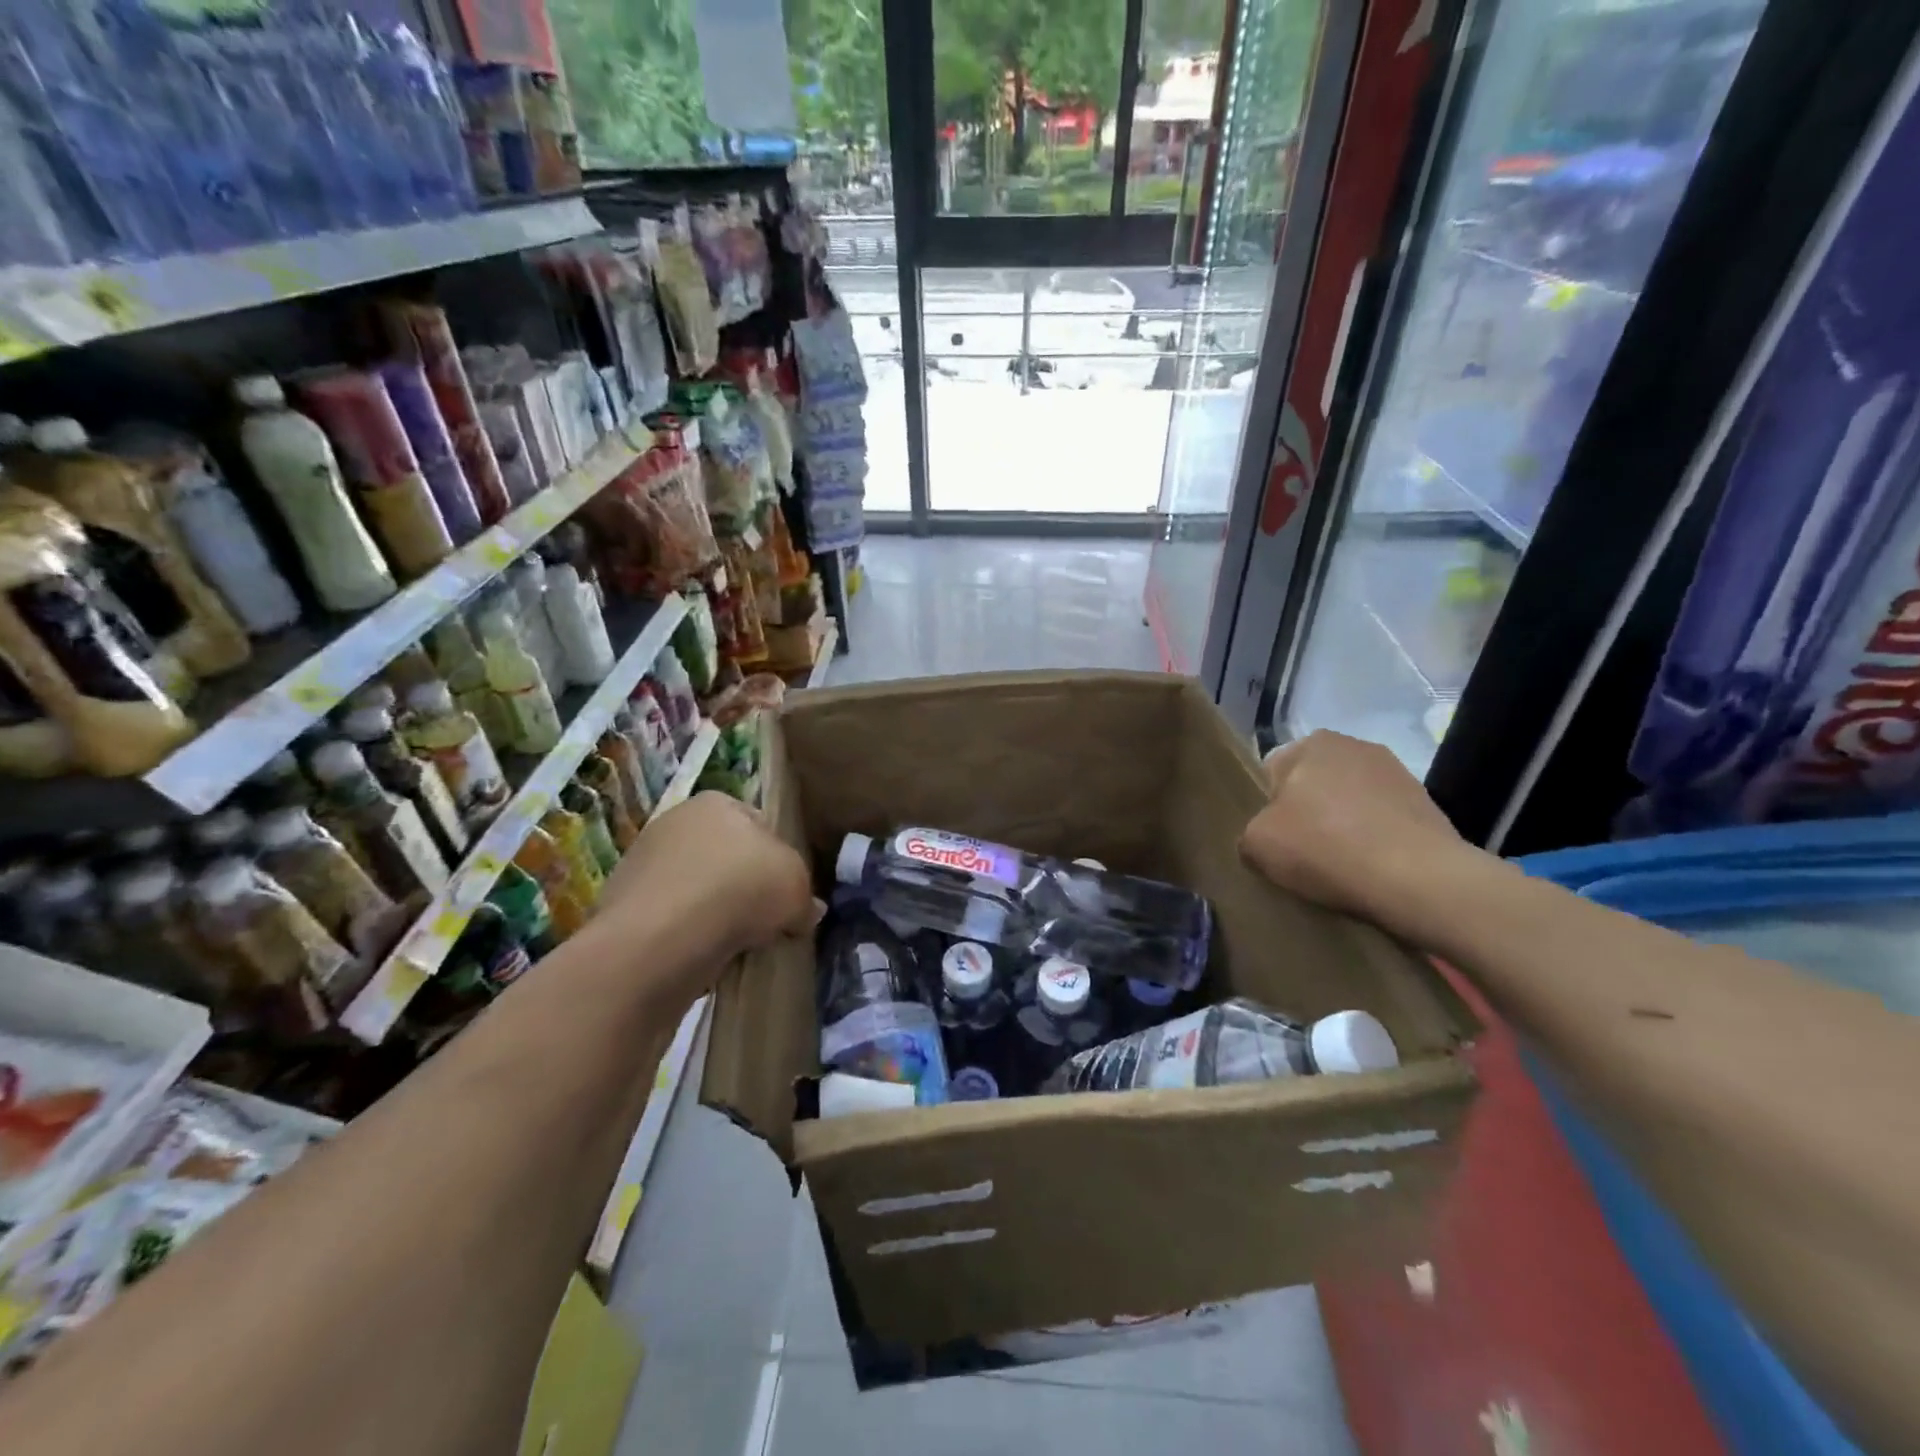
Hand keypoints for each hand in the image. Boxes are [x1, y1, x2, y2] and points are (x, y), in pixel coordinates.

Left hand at [591, 792, 815, 984]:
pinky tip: (702, 956)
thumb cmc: (739, 890)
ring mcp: (643, 861)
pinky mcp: (622, 904)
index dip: (779, 861)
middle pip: (726, 857)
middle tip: (765, 921)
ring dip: (714, 912)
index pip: (760, 825)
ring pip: (698, 889)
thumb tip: (807, 911)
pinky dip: (687, 934)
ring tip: (734, 944)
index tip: (787, 894)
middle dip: (744, 887)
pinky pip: (671, 918)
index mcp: (718, 801)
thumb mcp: (797, 886)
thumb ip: (805, 896)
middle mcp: (676, 821)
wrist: (660, 939)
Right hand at [1239, 730, 1471, 930]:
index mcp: (1310, 743)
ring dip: (1342, 826)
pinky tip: (1371, 870)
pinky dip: (1374, 841)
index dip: (1266, 809)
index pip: (1270, 773)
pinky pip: (1382, 821)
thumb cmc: (1325, 848)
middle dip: (1306, 813)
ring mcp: (1396, 772)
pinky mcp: (1427, 803)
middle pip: (1312, 784)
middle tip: (1302, 854)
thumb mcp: (1257, 844)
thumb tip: (1263, 837)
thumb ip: (1249, 832)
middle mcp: (1354, 745)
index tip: (1273, 841)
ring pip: (1349, 803)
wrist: (1419, 880)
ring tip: (1340, 866)